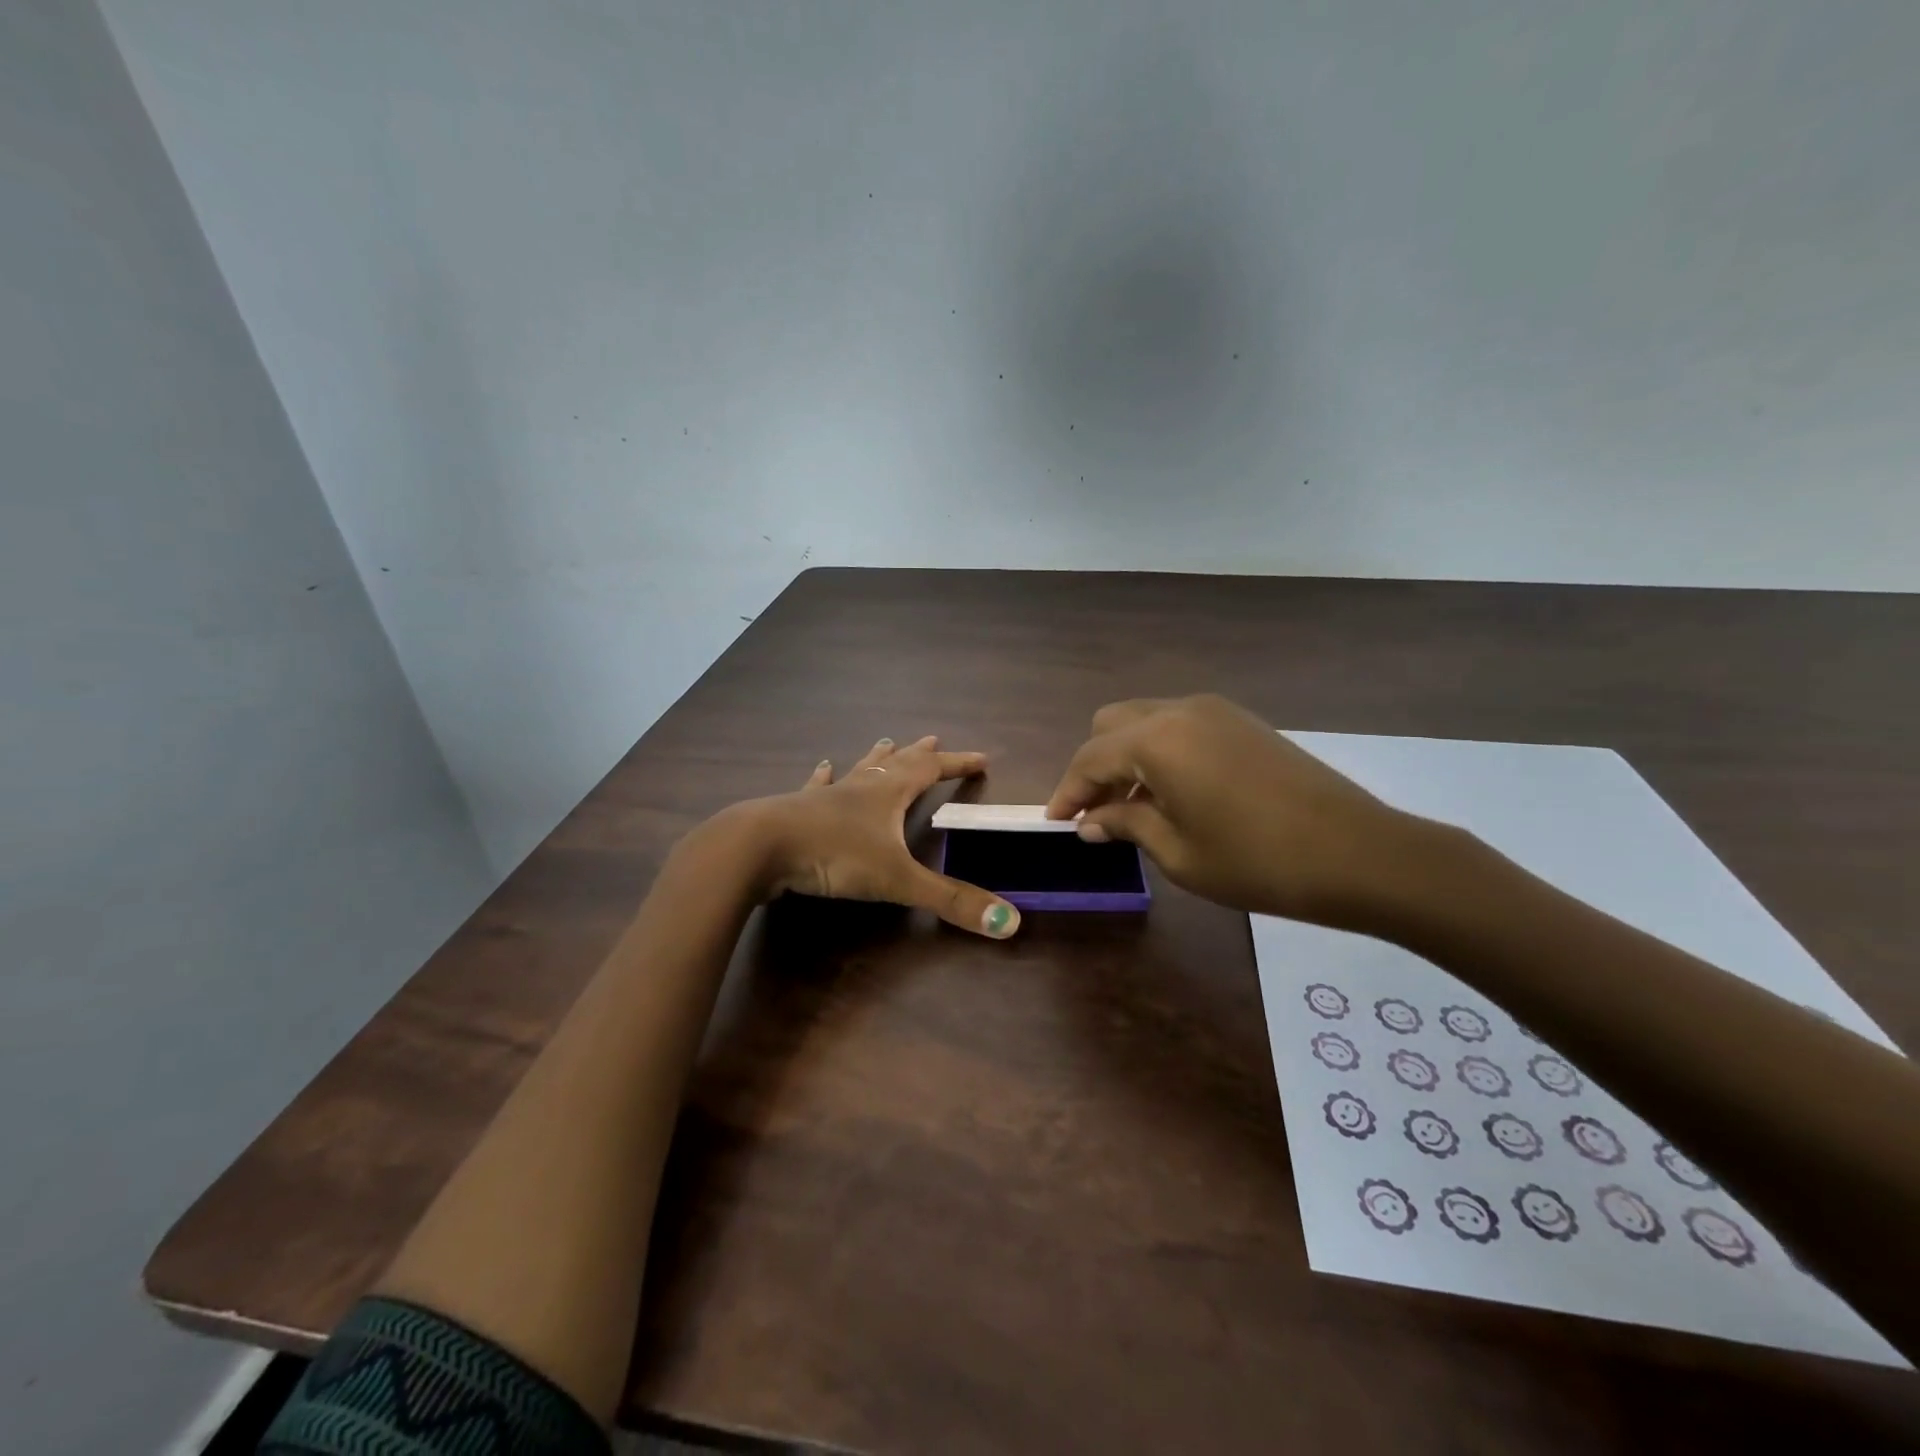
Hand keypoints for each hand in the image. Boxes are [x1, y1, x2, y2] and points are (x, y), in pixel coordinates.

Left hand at [743, 735, 1020, 938]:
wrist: (760, 847)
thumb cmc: (834, 855)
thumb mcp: (898, 880)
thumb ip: (951, 901)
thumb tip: (1010, 922)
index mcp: (889, 793)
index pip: (931, 770)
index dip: (958, 764)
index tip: (981, 758)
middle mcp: (861, 786)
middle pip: (897, 762)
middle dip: (920, 754)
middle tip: (934, 739)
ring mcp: (827, 796)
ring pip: (859, 769)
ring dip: (876, 757)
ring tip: (886, 741)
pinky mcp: (798, 810)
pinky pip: (816, 787)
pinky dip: (824, 777)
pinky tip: (821, 766)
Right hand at [1045, 695, 1429, 928]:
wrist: (1359, 852)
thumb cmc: (1257, 861)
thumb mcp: (1179, 853)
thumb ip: (1126, 825)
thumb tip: (1090, 821)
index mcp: (1156, 740)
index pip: (1089, 758)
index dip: (1067, 792)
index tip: (1055, 823)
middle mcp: (1179, 711)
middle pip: (1111, 725)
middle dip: (1094, 767)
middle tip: (1095, 814)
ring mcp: (1215, 711)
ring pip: (1145, 720)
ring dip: (1126, 757)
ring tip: (1131, 808)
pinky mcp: (1241, 721)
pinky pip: (1179, 725)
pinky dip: (1159, 751)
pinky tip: (1171, 793)